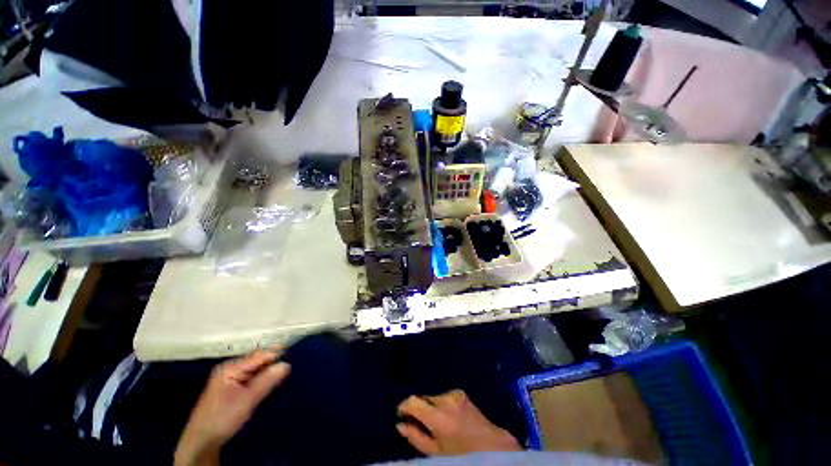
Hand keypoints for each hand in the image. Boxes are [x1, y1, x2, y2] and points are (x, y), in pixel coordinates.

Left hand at [174, 351, 290, 465]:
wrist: (201, 441)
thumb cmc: (223, 418)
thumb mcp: (247, 400)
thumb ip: (267, 380)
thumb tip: (287, 364)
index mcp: (230, 368)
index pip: (259, 355)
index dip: (276, 352)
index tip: (294, 351)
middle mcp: (230, 369)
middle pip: (257, 360)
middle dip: (273, 360)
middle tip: (293, 361)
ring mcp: (229, 379)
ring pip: (254, 369)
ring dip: (268, 370)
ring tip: (286, 370)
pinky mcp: (231, 388)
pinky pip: (251, 377)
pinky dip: (262, 378)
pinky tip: (271, 381)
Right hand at [396, 389, 521, 455]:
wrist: (492, 448)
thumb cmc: (462, 455)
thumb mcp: (436, 453)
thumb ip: (416, 437)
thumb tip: (400, 425)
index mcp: (438, 416)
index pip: (413, 401)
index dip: (404, 406)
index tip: (400, 414)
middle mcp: (446, 400)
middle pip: (423, 396)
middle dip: (418, 407)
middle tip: (417, 422)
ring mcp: (455, 394)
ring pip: (433, 396)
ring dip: (429, 406)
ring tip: (434, 422)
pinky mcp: (461, 393)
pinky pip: (443, 395)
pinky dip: (440, 403)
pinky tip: (445, 416)